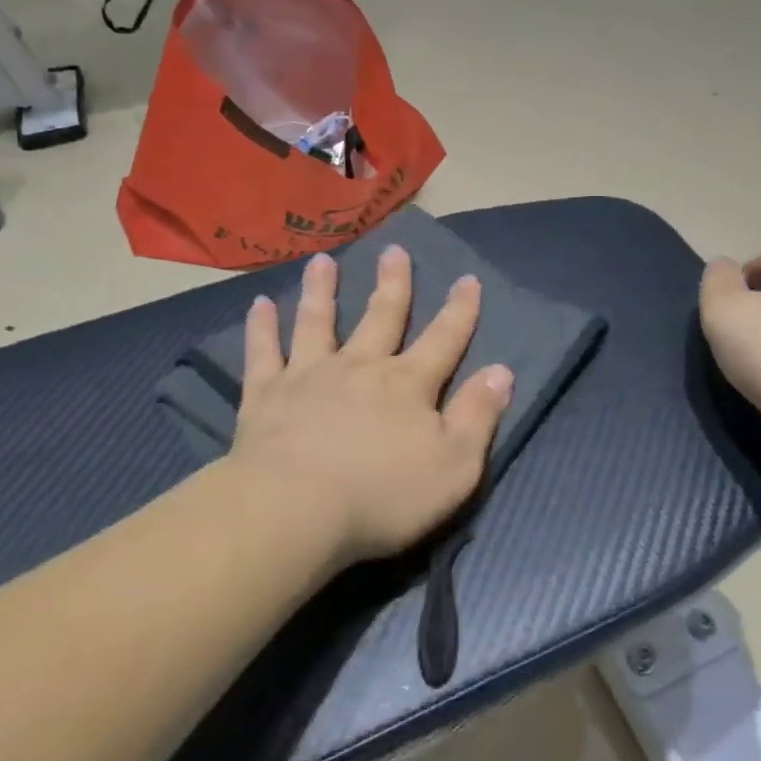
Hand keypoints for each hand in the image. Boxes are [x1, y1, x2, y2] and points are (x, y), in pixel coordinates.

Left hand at [228, 248, 514, 564]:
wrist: (296, 510)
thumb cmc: (383, 495)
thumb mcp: (454, 466)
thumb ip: (478, 416)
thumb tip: (501, 372)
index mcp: (408, 384)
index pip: (444, 339)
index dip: (460, 311)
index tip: (468, 279)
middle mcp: (361, 367)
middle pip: (381, 316)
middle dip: (393, 283)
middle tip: (393, 249)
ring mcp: (310, 375)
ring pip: (318, 322)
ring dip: (322, 290)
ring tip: (323, 261)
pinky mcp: (267, 394)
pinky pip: (264, 352)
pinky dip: (261, 327)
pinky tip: (260, 303)